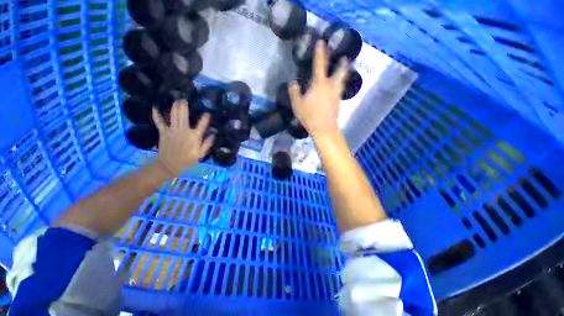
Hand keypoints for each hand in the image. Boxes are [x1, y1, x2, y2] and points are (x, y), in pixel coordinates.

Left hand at [152, 100, 214, 175]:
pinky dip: (157, 115)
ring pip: (174, 115)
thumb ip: (207, 144)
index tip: (208, 113)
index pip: (202, 125)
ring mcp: (172, 130)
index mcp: (194, 136)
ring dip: (175, 106)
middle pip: (184, 115)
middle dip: (184, 106)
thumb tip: (213, 134)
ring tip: (177, 100)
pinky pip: (159, 122)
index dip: (205, 118)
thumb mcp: (200, 154)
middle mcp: (183, 131)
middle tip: (185, 99)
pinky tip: (155, 107)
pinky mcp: (163, 132)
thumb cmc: (187, 160)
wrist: (169, 165)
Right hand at [288, 40, 348, 137]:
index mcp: (319, 84)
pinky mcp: (338, 102)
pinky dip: (341, 83)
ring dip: (344, 71)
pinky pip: (340, 88)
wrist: (324, 128)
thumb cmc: (310, 116)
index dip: (320, 53)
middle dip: (341, 62)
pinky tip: (339, 84)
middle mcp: (330, 86)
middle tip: (344, 56)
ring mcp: (336, 94)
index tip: (322, 42)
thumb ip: (294, 93)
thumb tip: (293, 83)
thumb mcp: (297, 105)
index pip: (319, 65)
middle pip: (338, 71)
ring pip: (342, 79)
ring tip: (346, 65)